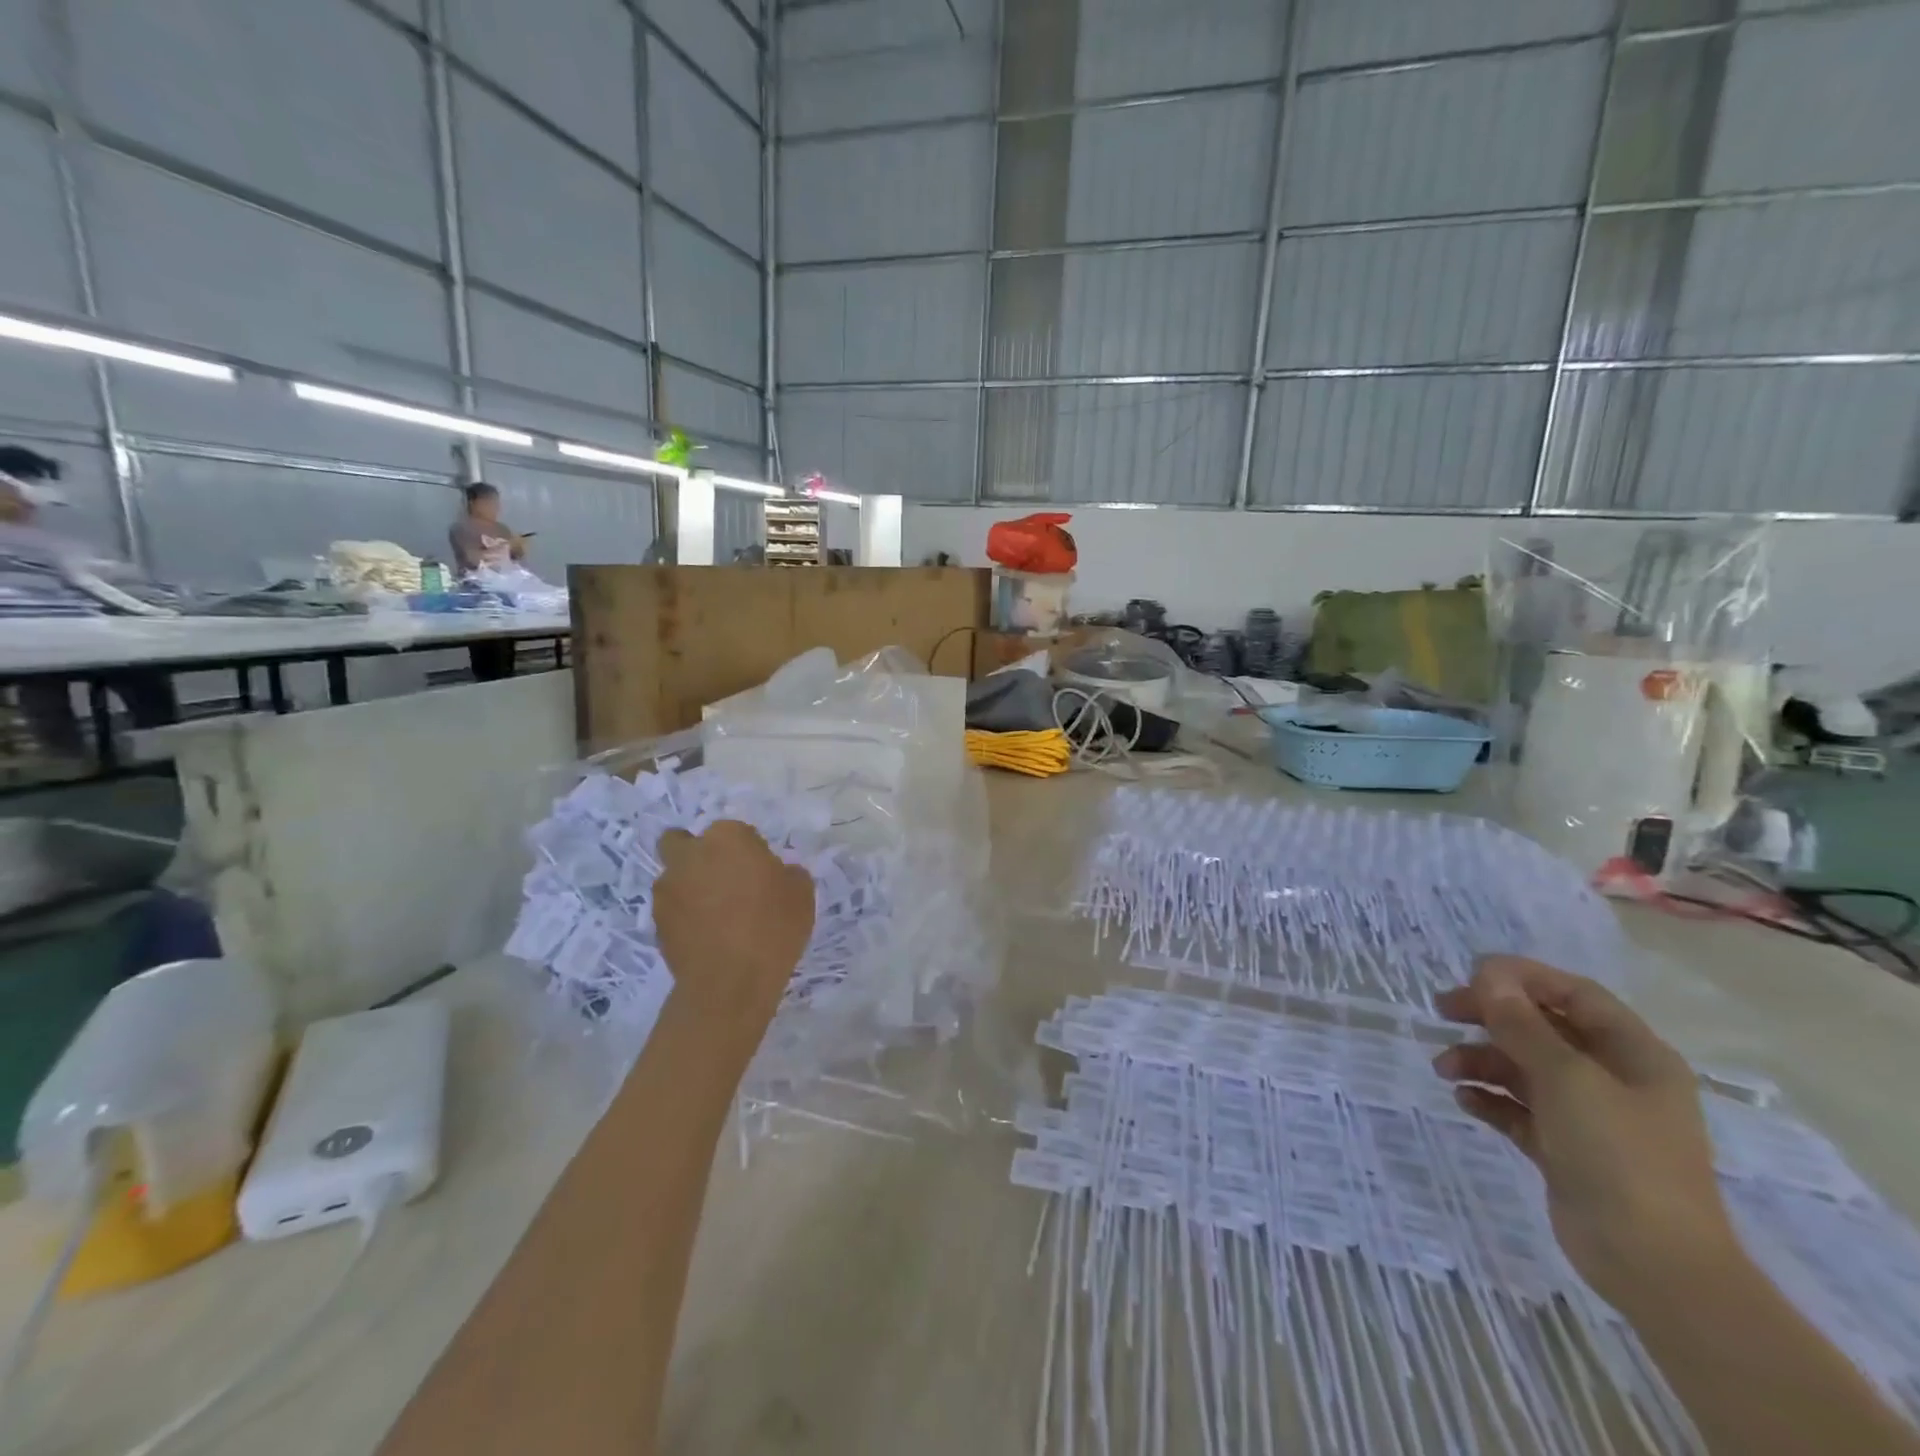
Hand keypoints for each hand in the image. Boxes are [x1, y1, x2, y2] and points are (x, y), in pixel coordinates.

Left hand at [653, 821, 815, 1041]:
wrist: (731, 981)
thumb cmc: (773, 927)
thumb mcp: (801, 893)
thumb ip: (787, 873)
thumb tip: (777, 875)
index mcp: (727, 837)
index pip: (734, 831)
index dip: (748, 850)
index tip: (760, 872)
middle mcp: (691, 855)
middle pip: (683, 841)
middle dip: (697, 854)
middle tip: (722, 879)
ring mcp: (668, 889)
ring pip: (674, 876)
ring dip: (689, 886)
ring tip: (715, 915)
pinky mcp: (656, 922)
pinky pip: (672, 909)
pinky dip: (684, 916)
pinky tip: (706, 936)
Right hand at [1433, 955, 1739, 1313]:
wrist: (1654, 1265)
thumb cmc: (1619, 1156)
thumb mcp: (1566, 1078)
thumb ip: (1522, 1024)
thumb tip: (1488, 975)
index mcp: (1633, 1054)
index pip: (1574, 994)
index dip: (1522, 976)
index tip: (1469, 975)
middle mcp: (1614, 1078)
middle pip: (1543, 1027)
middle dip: (1491, 1016)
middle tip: (1442, 1011)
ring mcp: (1590, 1117)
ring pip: (1524, 1068)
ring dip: (1481, 1060)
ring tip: (1444, 1069)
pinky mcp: (1566, 1150)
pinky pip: (1519, 1109)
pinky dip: (1490, 1098)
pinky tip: (1464, 1100)